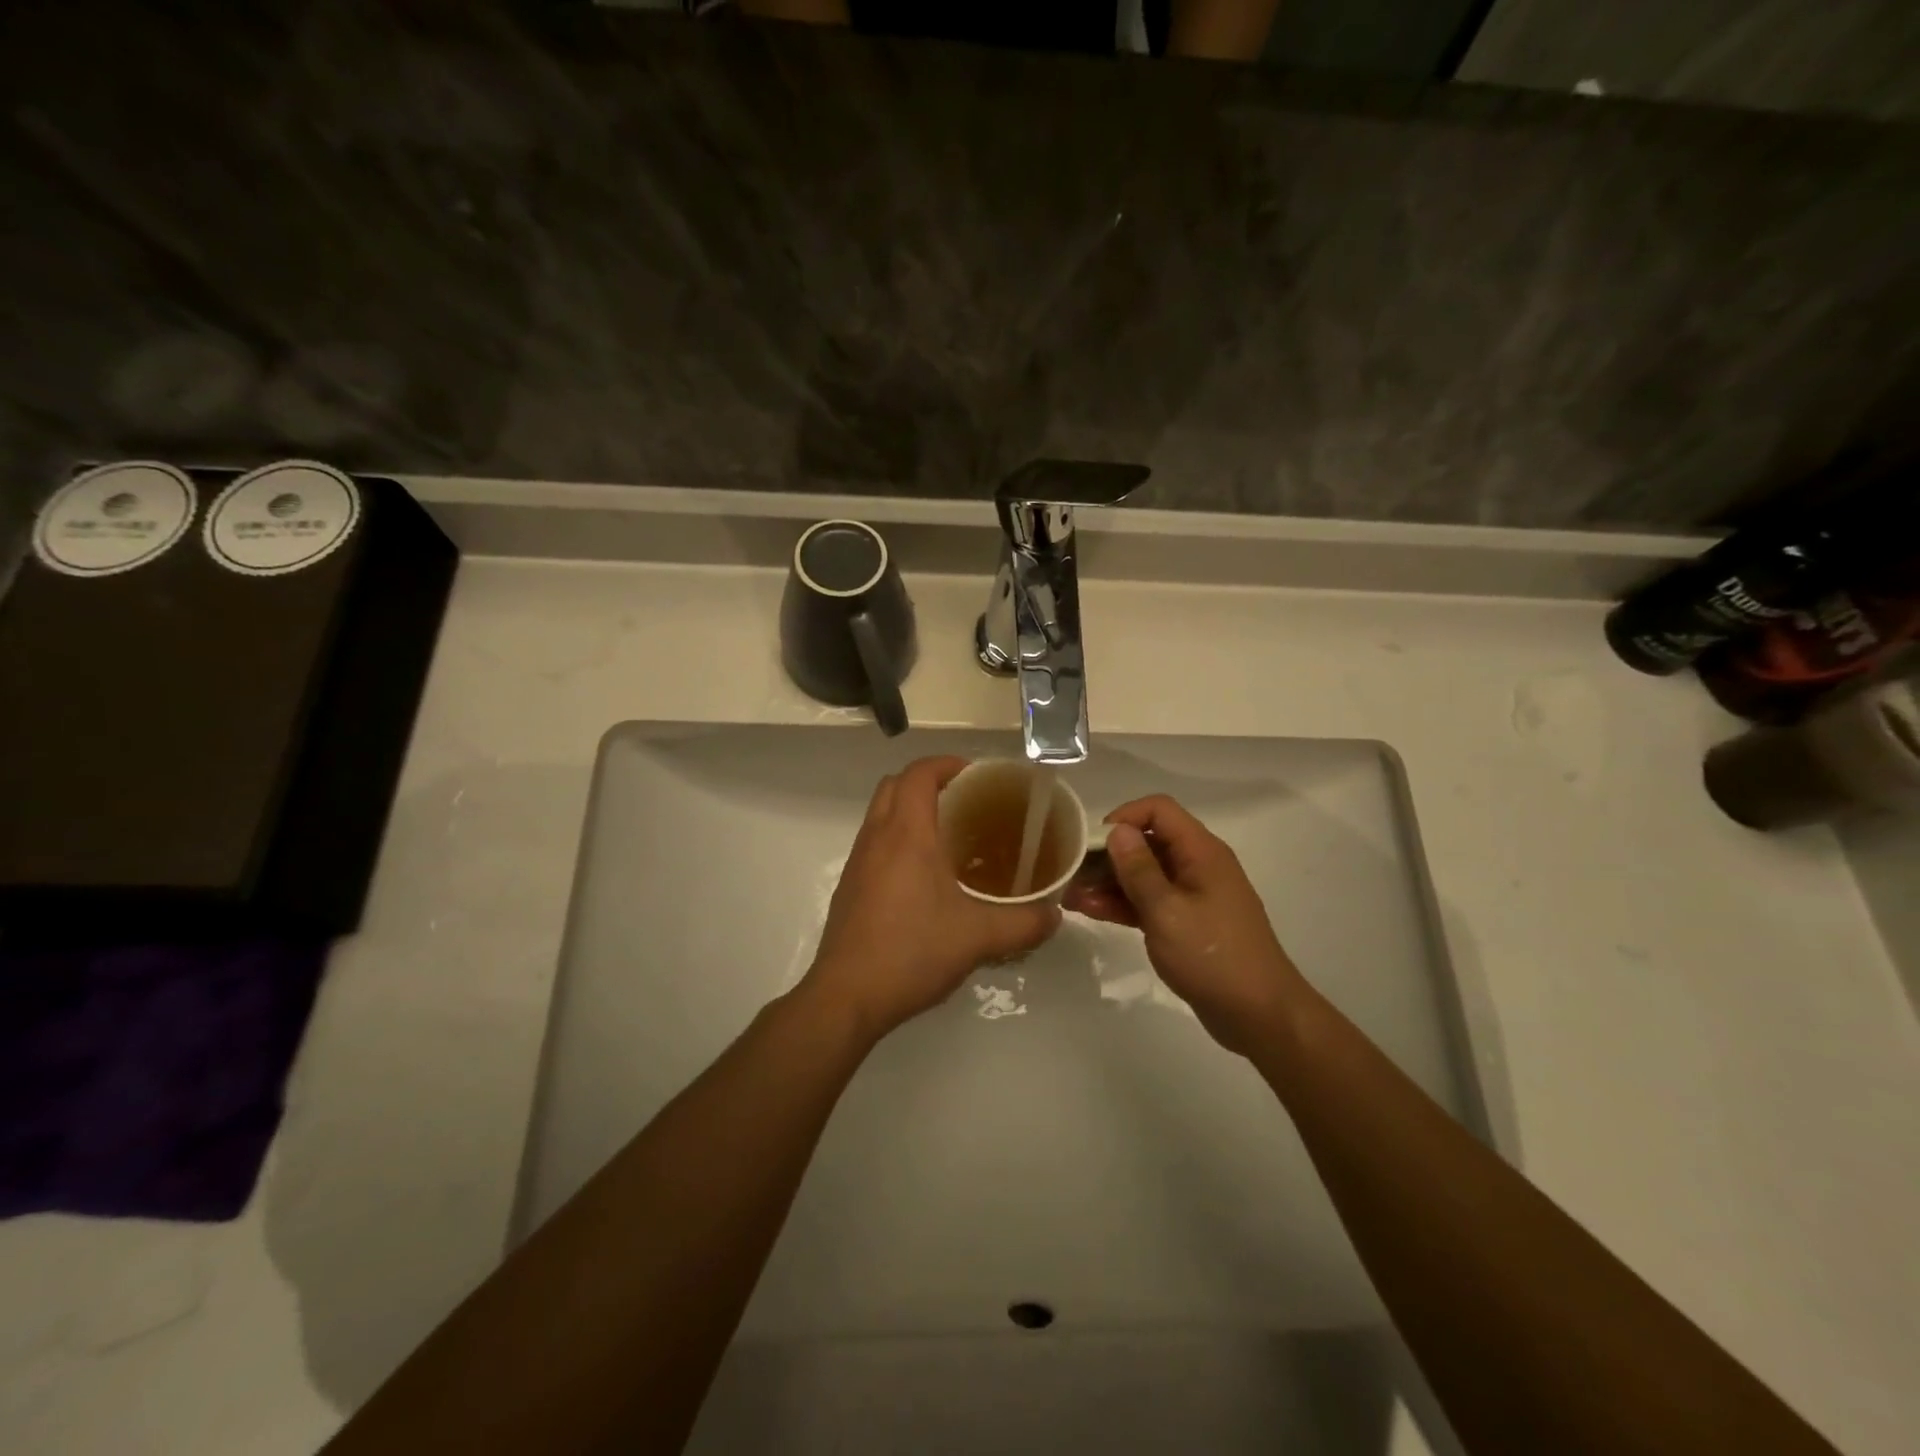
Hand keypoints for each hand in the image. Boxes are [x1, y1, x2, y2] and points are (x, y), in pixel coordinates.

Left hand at [800, 757, 1060, 1042]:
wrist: (846, 997)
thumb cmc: (911, 952)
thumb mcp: (979, 938)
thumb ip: (1024, 923)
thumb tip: (1055, 914)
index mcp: (906, 834)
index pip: (919, 773)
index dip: (947, 764)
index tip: (977, 776)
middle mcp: (876, 838)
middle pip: (895, 785)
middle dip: (928, 782)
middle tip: (965, 802)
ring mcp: (858, 863)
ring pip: (881, 814)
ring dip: (910, 810)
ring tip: (950, 837)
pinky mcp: (850, 888)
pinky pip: (874, 843)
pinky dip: (898, 840)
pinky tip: (925, 878)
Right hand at [1065, 795, 1303, 1054]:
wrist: (1260, 1015)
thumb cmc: (1213, 957)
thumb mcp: (1167, 911)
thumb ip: (1138, 870)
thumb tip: (1117, 830)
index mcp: (1201, 852)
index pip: (1159, 810)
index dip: (1123, 817)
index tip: (1091, 842)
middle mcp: (1197, 865)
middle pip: (1147, 842)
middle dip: (1107, 854)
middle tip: (1071, 873)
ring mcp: (1192, 895)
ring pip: (1144, 874)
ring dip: (1108, 882)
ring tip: (1070, 896)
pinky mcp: (1185, 923)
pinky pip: (1149, 901)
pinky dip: (1122, 904)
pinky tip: (1090, 911)